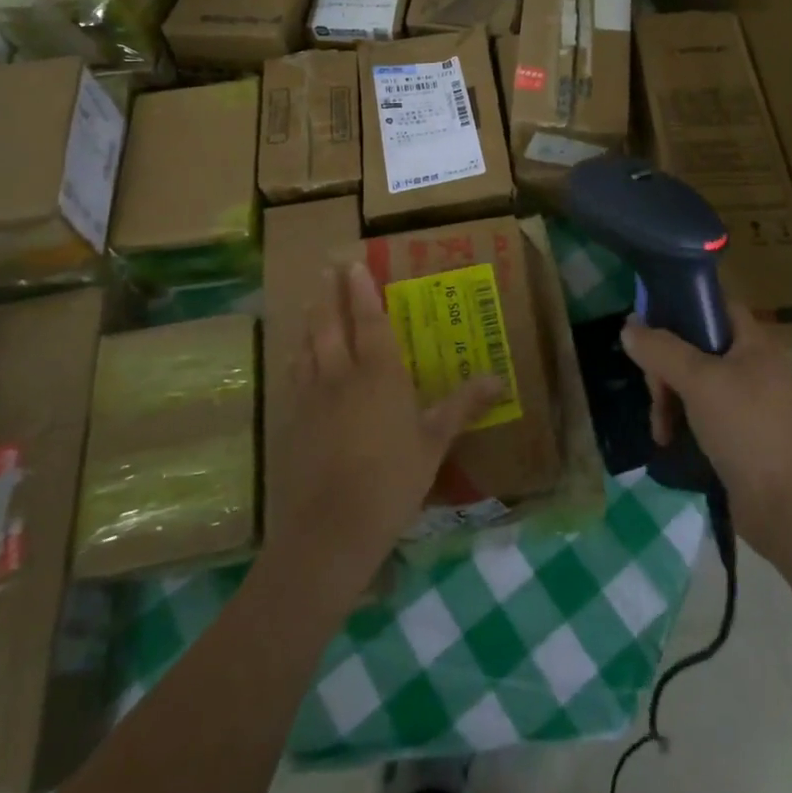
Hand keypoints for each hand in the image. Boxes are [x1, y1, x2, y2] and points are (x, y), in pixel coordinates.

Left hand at [264, 263, 502, 596]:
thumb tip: (498, 379)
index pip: (369, 320)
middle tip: (326, 267)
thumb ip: (462, 405)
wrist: (332, 528)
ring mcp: (312, 397)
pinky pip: (294, 376)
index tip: (353, 264)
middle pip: (331, 324)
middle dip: (329, 293)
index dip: (361, 291)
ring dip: (310, 320)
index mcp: (380, 373)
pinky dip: (296, 357)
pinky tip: (295, 356)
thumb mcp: (435, 442)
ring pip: (307, 346)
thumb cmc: (393, 480)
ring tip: (310, 302)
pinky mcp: (293, 421)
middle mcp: (342, 374)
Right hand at [621, 303, 791, 563]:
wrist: (784, 508)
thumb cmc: (744, 429)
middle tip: (653, 390)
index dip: (682, 305)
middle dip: (667, 366)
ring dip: (670, 397)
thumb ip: (661, 349)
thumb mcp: (698, 382)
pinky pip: (705, 408)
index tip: (649, 322)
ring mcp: (752, 400)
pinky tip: (669, 438)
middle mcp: (756, 365)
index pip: (716, 303)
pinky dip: (684, 418)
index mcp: (756, 343)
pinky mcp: (745, 430)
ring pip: (697, 379)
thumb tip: (628, 327)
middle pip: (698, 344)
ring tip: (659, 426)